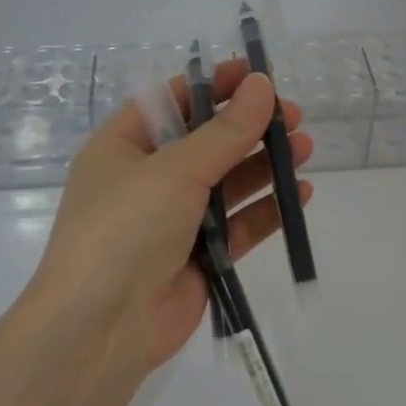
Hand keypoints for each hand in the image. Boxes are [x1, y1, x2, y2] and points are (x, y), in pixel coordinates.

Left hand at [30, 63, 313, 374]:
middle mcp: (147, 178)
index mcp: (124, 146)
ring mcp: (174, 219)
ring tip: (304, 149)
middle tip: (293, 117)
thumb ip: (226, 130)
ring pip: (228, 182)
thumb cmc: (126, 229)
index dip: (216, 85)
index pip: (174, 101)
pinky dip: (267, 209)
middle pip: (208, 141)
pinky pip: (239, 224)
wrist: (102, 331)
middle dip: (250, 127)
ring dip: (265, 164)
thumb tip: (262, 84)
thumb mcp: (175, 170)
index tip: (259, 75)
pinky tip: (299, 195)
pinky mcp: (200, 256)